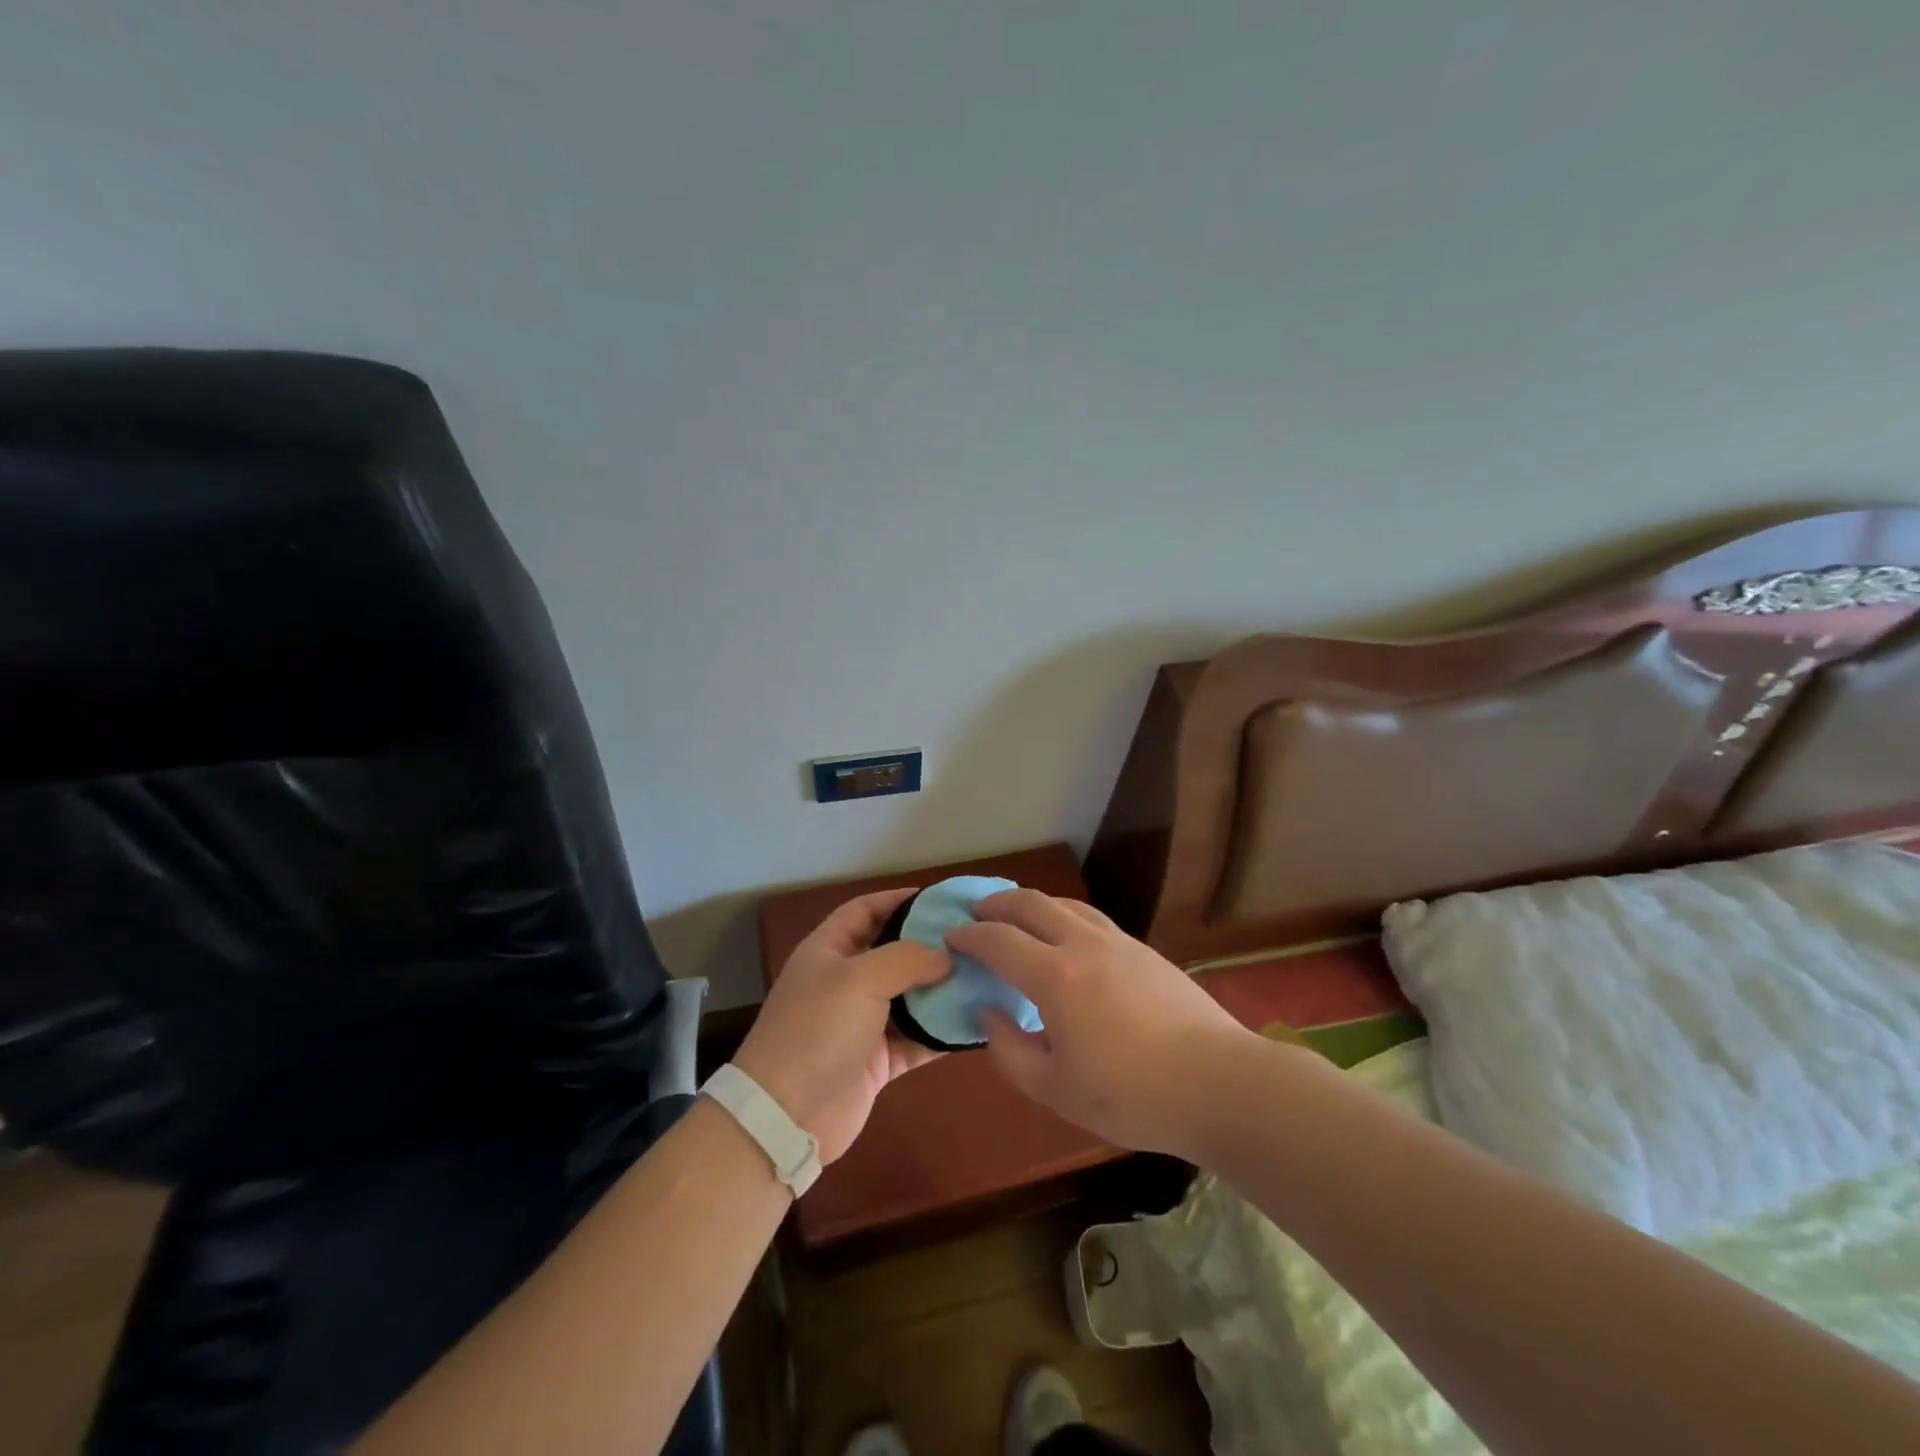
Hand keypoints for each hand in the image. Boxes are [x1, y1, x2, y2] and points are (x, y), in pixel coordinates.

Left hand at [732, 888, 949, 1163]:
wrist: (787, 1117)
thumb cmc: (818, 1030)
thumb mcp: (860, 979)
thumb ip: (906, 958)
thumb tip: (945, 957)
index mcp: (828, 951)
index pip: (864, 910)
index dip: (898, 899)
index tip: (940, 898)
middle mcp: (845, 982)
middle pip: (892, 953)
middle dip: (929, 945)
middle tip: (973, 939)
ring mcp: (861, 1024)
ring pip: (909, 997)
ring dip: (941, 990)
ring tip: (982, 976)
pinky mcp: (877, 1061)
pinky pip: (916, 1039)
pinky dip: (940, 1033)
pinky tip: (974, 1024)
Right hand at [945, 890, 1254, 1156]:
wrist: (1218, 1083)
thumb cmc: (1131, 1095)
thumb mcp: (1056, 1091)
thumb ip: (1010, 1051)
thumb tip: (990, 1012)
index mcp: (1055, 977)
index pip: (998, 939)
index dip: (969, 935)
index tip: (951, 937)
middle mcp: (1083, 944)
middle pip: (1030, 903)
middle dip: (996, 903)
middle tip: (977, 914)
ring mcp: (1118, 942)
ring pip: (1065, 904)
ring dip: (1033, 905)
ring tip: (1018, 920)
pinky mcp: (1144, 950)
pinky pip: (1092, 918)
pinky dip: (1064, 917)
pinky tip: (1067, 940)